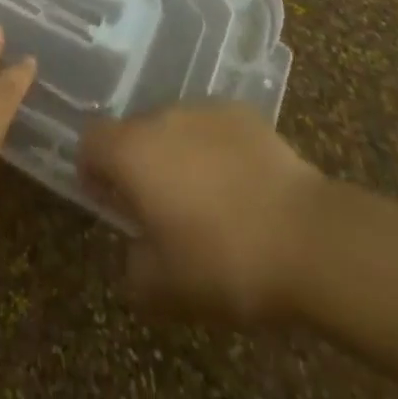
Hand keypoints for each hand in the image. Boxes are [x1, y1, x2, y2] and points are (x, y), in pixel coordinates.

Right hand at [78, 103, 327, 326]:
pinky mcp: (241, 112)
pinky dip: (216, 149)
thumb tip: (133, 253)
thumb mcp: (168, 289)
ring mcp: (202, 109)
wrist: (307, 236)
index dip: (92, 169)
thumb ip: (134, 269)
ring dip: (178, 155)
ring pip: (174, 128)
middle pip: (133, 132)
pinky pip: (213, 128)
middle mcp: (159, 117)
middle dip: (140, 165)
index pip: (90, 140)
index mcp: (131, 152)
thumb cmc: (225, 261)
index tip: (110, 201)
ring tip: (206, 200)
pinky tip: (241, 186)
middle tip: (162, 210)